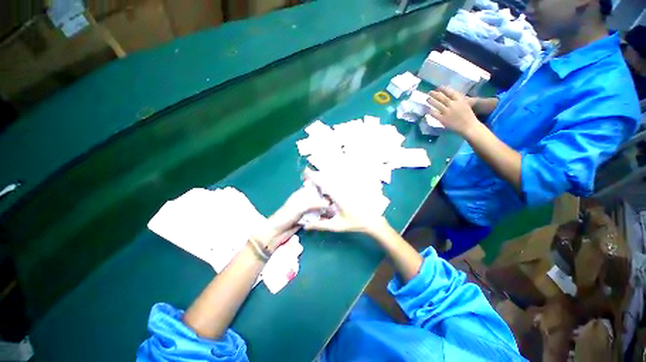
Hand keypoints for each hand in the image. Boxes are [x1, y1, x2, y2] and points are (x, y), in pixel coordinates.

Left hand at [255, 185, 329, 250]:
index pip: (312, 188)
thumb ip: (314, 204)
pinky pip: (315, 216)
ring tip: (335, 208)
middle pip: (316, 198)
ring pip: (316, 207)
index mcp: (299, 195)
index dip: (321, 187)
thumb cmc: (286, 217)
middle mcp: (303, 201)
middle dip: (324, 199)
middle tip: (336, 200)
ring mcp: (304, 211)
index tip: (332, 188)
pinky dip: (321, 216)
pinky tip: (328, 217)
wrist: (276, 233)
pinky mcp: (305, 219)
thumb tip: (328, 203)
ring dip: (323, 208)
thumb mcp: (300, 208)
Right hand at [302, 170, 387, 235]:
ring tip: (313, 178)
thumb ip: (320, 225)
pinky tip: (326, 186)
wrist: (372, 220)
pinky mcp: (351, 188)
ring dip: (324, 177)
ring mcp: (347, 187)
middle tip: (306, 174)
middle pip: (328, 177)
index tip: (305, 173)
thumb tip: (306, 226)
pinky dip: (331, 181)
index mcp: (338, 197)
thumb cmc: (354, 223)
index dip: (314, 177)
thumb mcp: (336, 226)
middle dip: (317, 175)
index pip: (324, 184)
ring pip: (334, 178)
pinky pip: (339, 181)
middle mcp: (342, 189)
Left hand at [427, 87, 479, 135]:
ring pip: (437, 104)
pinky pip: (434, 113)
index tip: (438, 87)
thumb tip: (447, 95)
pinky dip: (429, 110)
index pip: (449, 92)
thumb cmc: (467, 115)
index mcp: (459, 99)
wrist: (469, 126)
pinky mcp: (443, 119)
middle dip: (435, 94)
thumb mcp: (464, 104)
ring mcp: (447, 112)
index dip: (443, 89)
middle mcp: (452, 104)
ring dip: (431, 101)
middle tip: (429, 92)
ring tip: (427, 99)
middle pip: (442, 97)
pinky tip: (426, 108)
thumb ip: (457, 99)